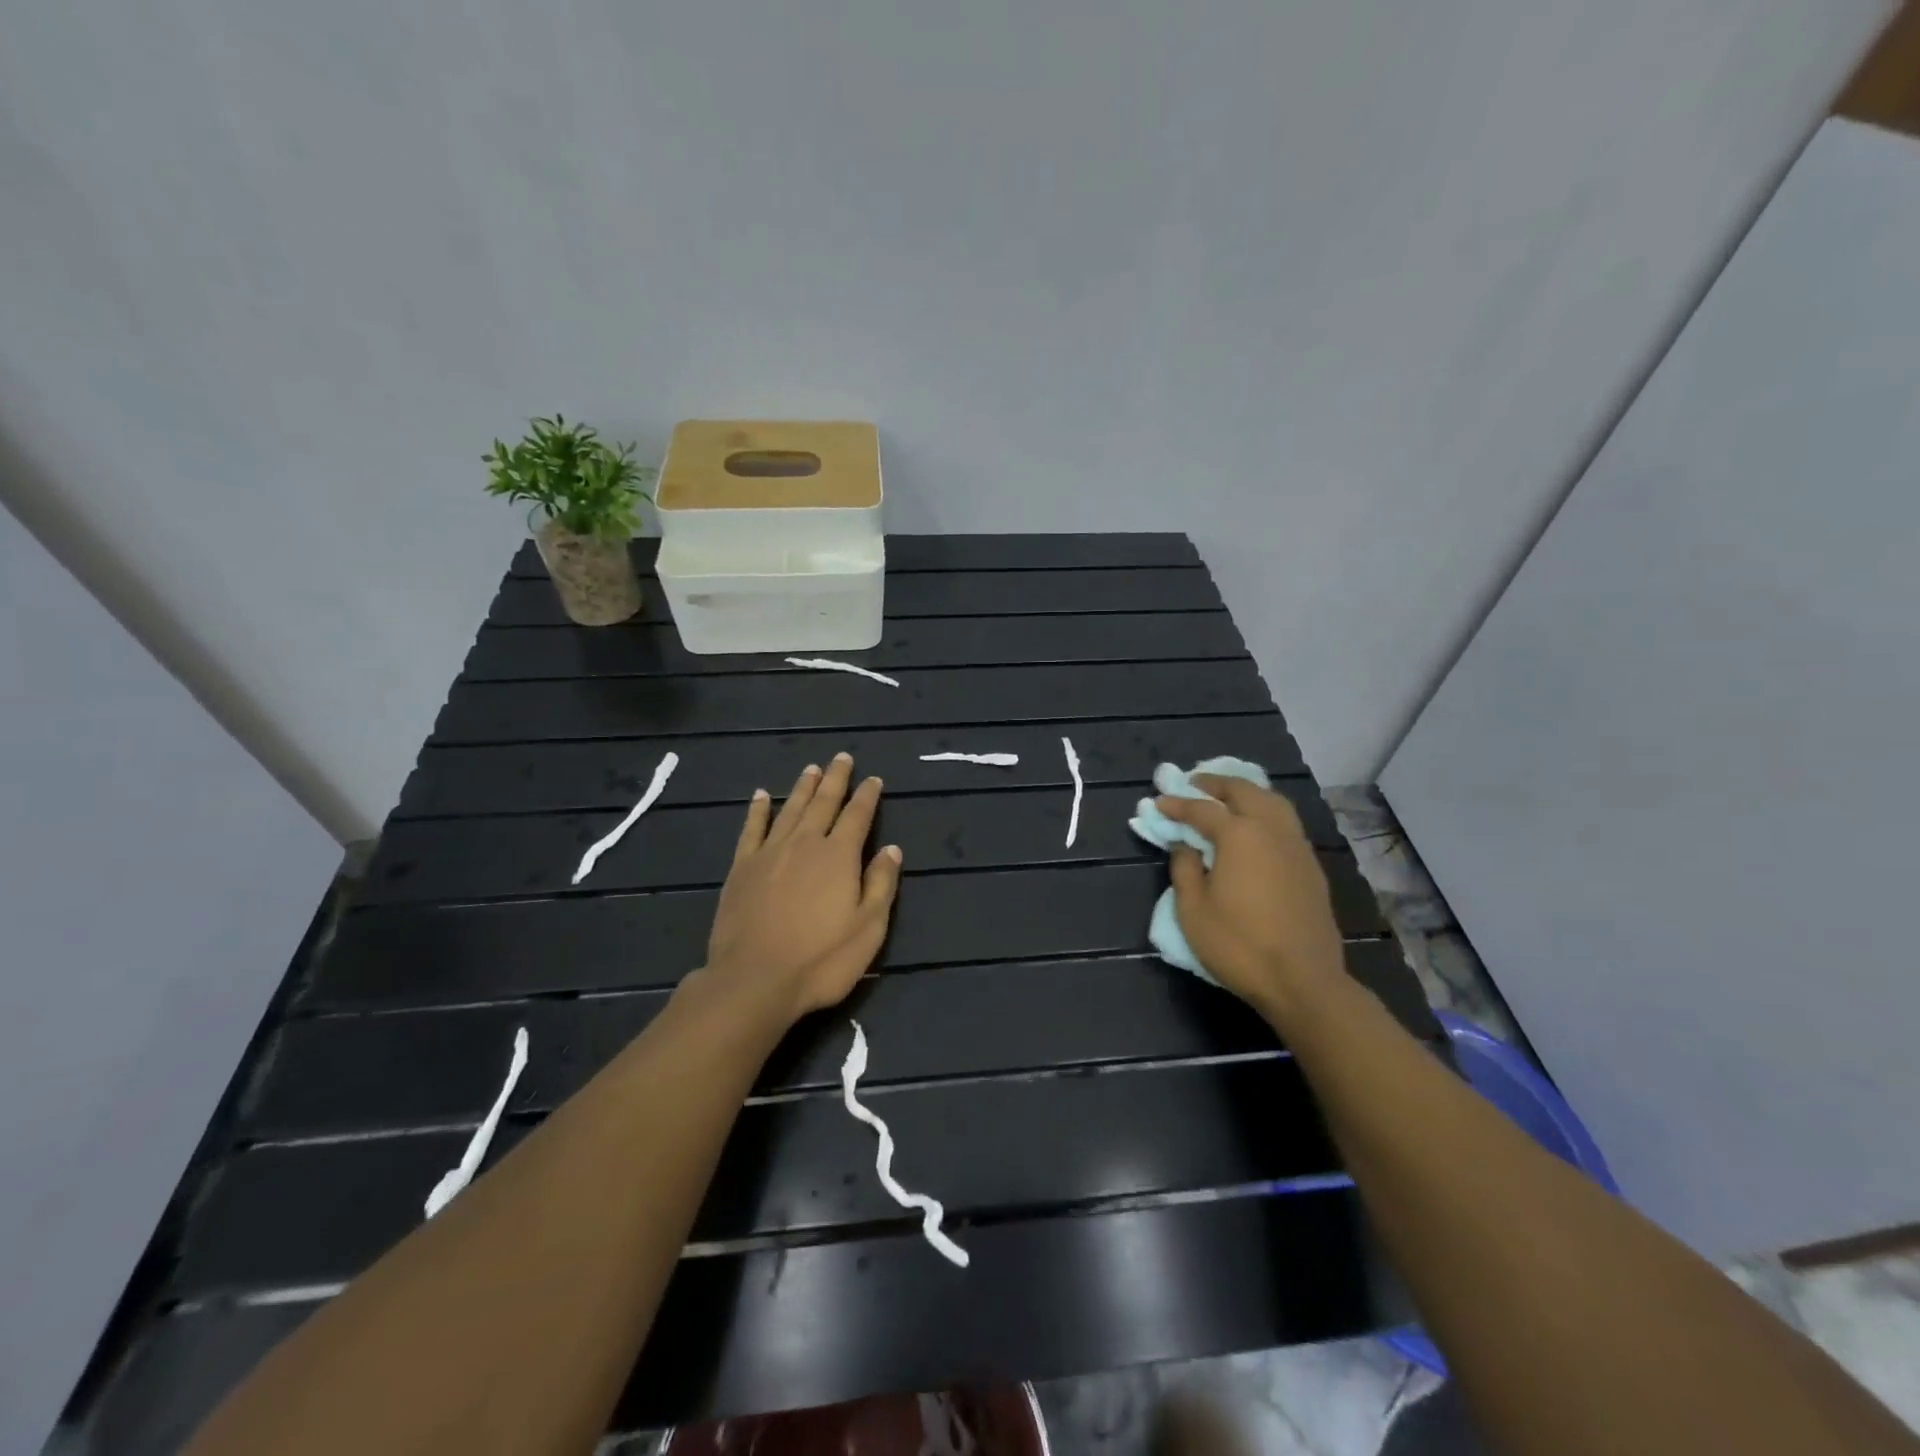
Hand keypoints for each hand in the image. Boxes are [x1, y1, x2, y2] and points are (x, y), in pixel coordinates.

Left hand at [699, 753, 903, 1024]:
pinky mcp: (741, 868)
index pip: (857, 816)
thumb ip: (881, 884)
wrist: (754, 980)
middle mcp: (805, 844)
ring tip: (812, 768)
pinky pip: (752, 829)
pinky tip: (762, 796)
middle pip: (823, 803)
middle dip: (836, 779)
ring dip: (803, 787)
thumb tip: (891, 848)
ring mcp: (770, 853)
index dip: (867, 796)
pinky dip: (758, 810)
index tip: (873, 779)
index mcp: (839, 856)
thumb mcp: (868, 928)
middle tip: (841, 757)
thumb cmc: (821, 959)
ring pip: (791, 810)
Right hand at [1156, 776, 1348, 1028]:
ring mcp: (1297, 847)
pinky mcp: (1311, 867)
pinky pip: (1286, 823)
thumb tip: (1184, 845)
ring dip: (1247, 792)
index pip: (1202, 809)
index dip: (1178, 803)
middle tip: (1194, 784)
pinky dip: (1266, 812)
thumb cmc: (1239, 945)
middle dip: (1216, 784)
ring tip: (1227, 797)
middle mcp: (1272, 830)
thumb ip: (1185, 868)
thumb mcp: (1193, 909)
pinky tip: (1255, 827)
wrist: (1303, 981)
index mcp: (1240, 835)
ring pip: (1273, 802)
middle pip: (1244, 791)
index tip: (1159, 802)